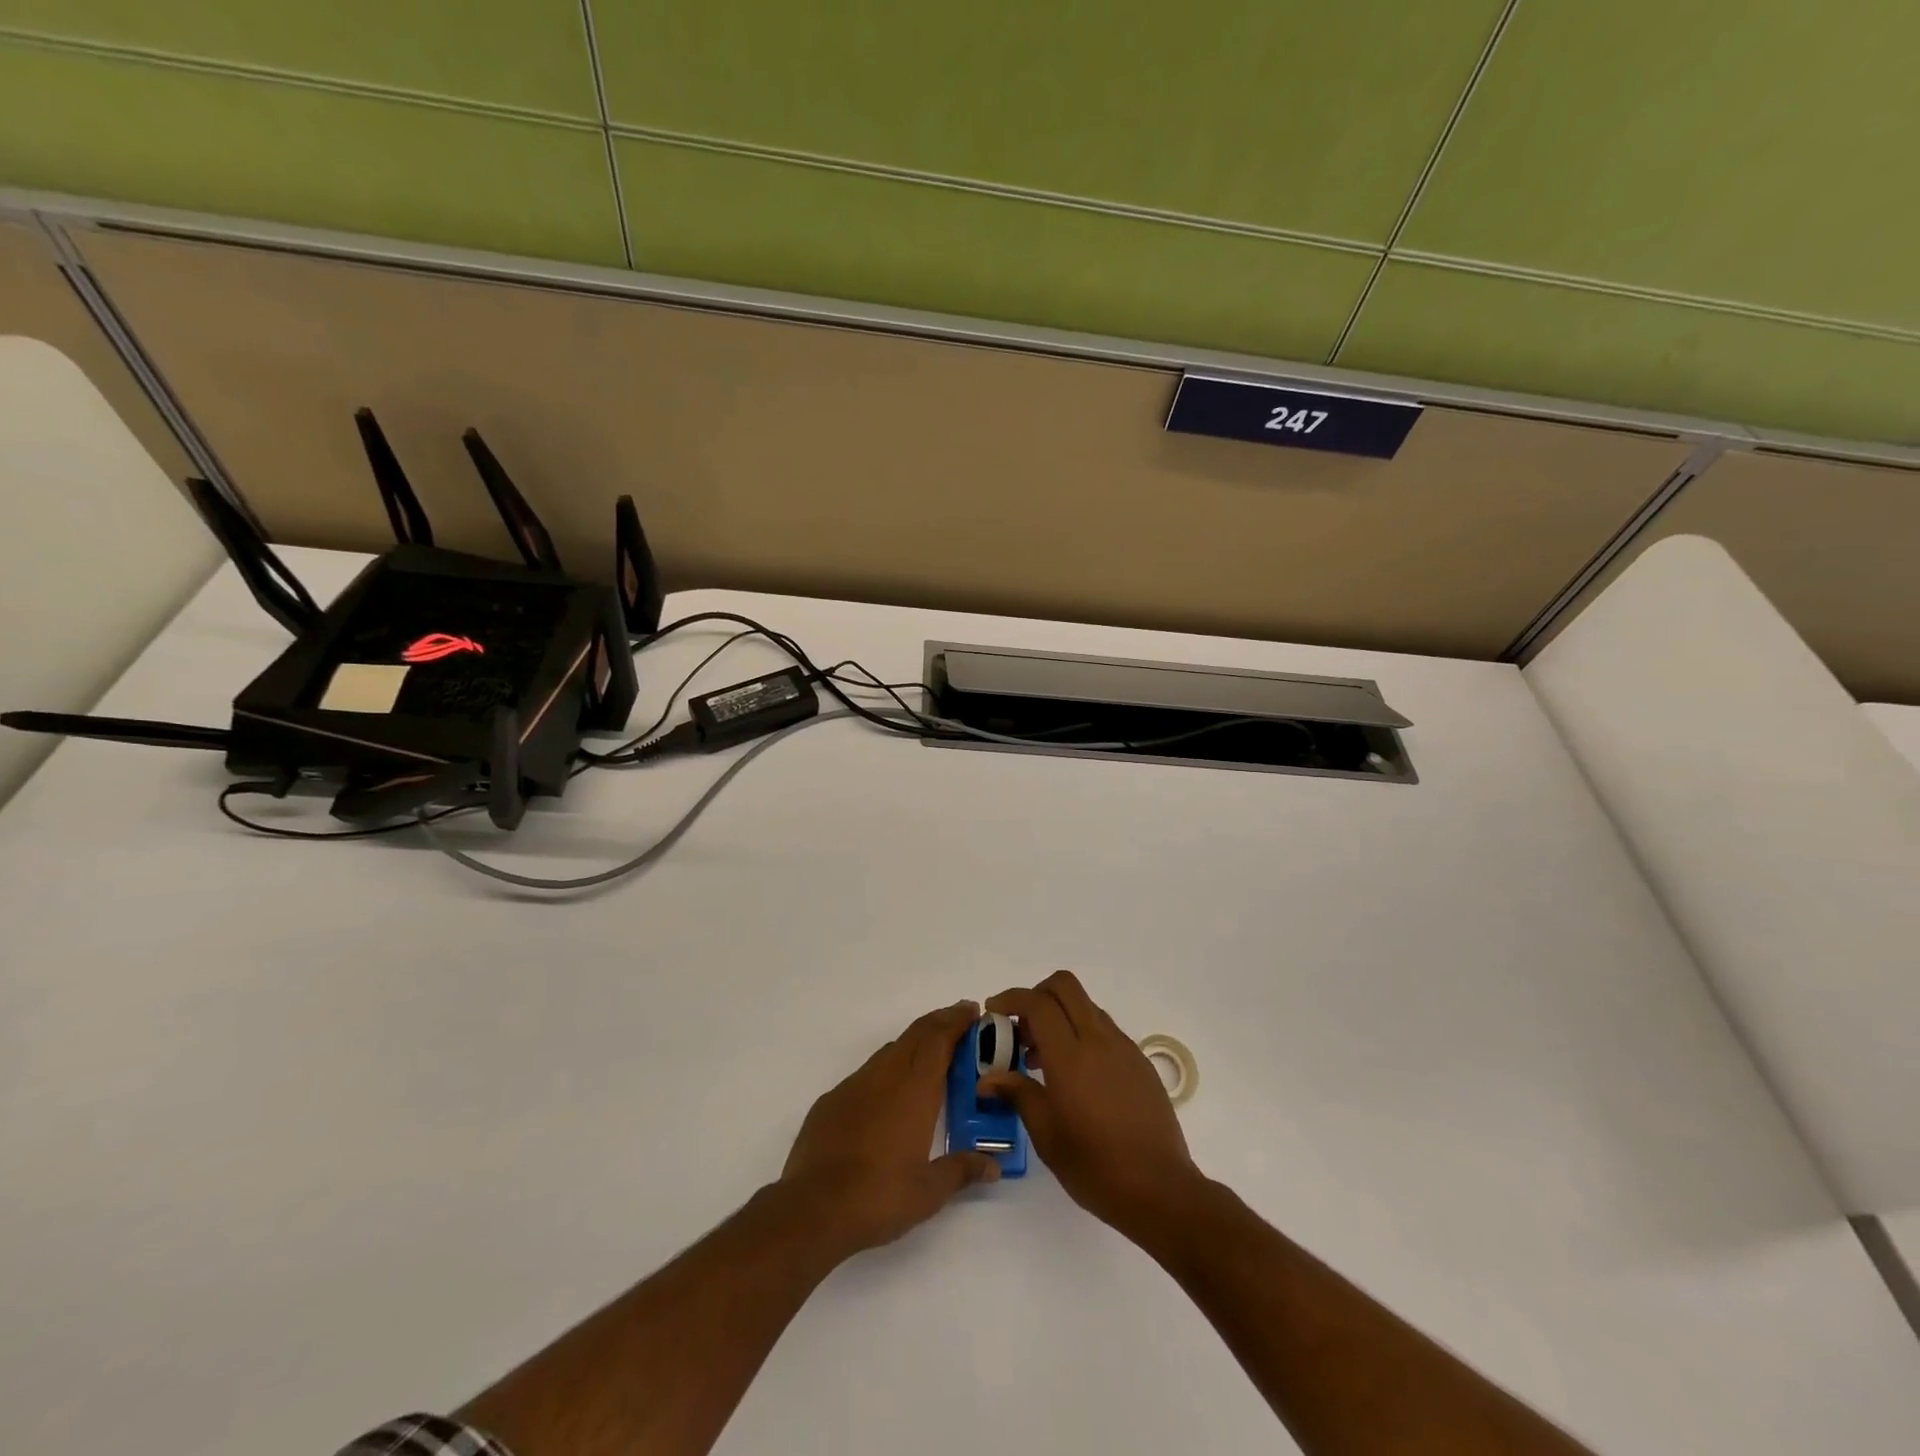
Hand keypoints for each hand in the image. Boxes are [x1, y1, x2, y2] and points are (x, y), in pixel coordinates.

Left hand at [780, 1000, 1000, 1258]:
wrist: (812, 1209)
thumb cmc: (879, 1197)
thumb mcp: (929, 1192)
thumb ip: (962, 1170)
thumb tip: (994, 1165)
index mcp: (915, 1090)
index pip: (939, 1039)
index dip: (957, 1020)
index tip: (972, 1011)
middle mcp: (886, 1076)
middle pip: (916, 1034)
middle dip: (939, 1022)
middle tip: (959, 1022)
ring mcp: (855, 1085)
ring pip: (891, 1050)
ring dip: (914, 1044)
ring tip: (930, 1055)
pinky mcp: (832, 1100)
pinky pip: (867, 1073)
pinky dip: (887, 1069)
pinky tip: (888, 1094)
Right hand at [979, 970, 1199, 1240]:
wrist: (1160, 1189)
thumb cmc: (1095, 1166)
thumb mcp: (1046, 1135)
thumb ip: (1017, 1094)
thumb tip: (988, 1078)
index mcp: (1070, 1056)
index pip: (1038, 1003)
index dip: (1011, 998)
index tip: (994, 1012)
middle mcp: (1098, 1040)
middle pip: (1065, 986)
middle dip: (1037, 995)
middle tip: (1021, 1028)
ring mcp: (1123, 1047)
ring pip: (1086, 1006)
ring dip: (1060, 1015)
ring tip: (1043, 1059)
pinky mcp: (1139, 1060)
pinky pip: (1104, 1028)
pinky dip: (1082, 1033)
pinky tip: (1076, 1075)